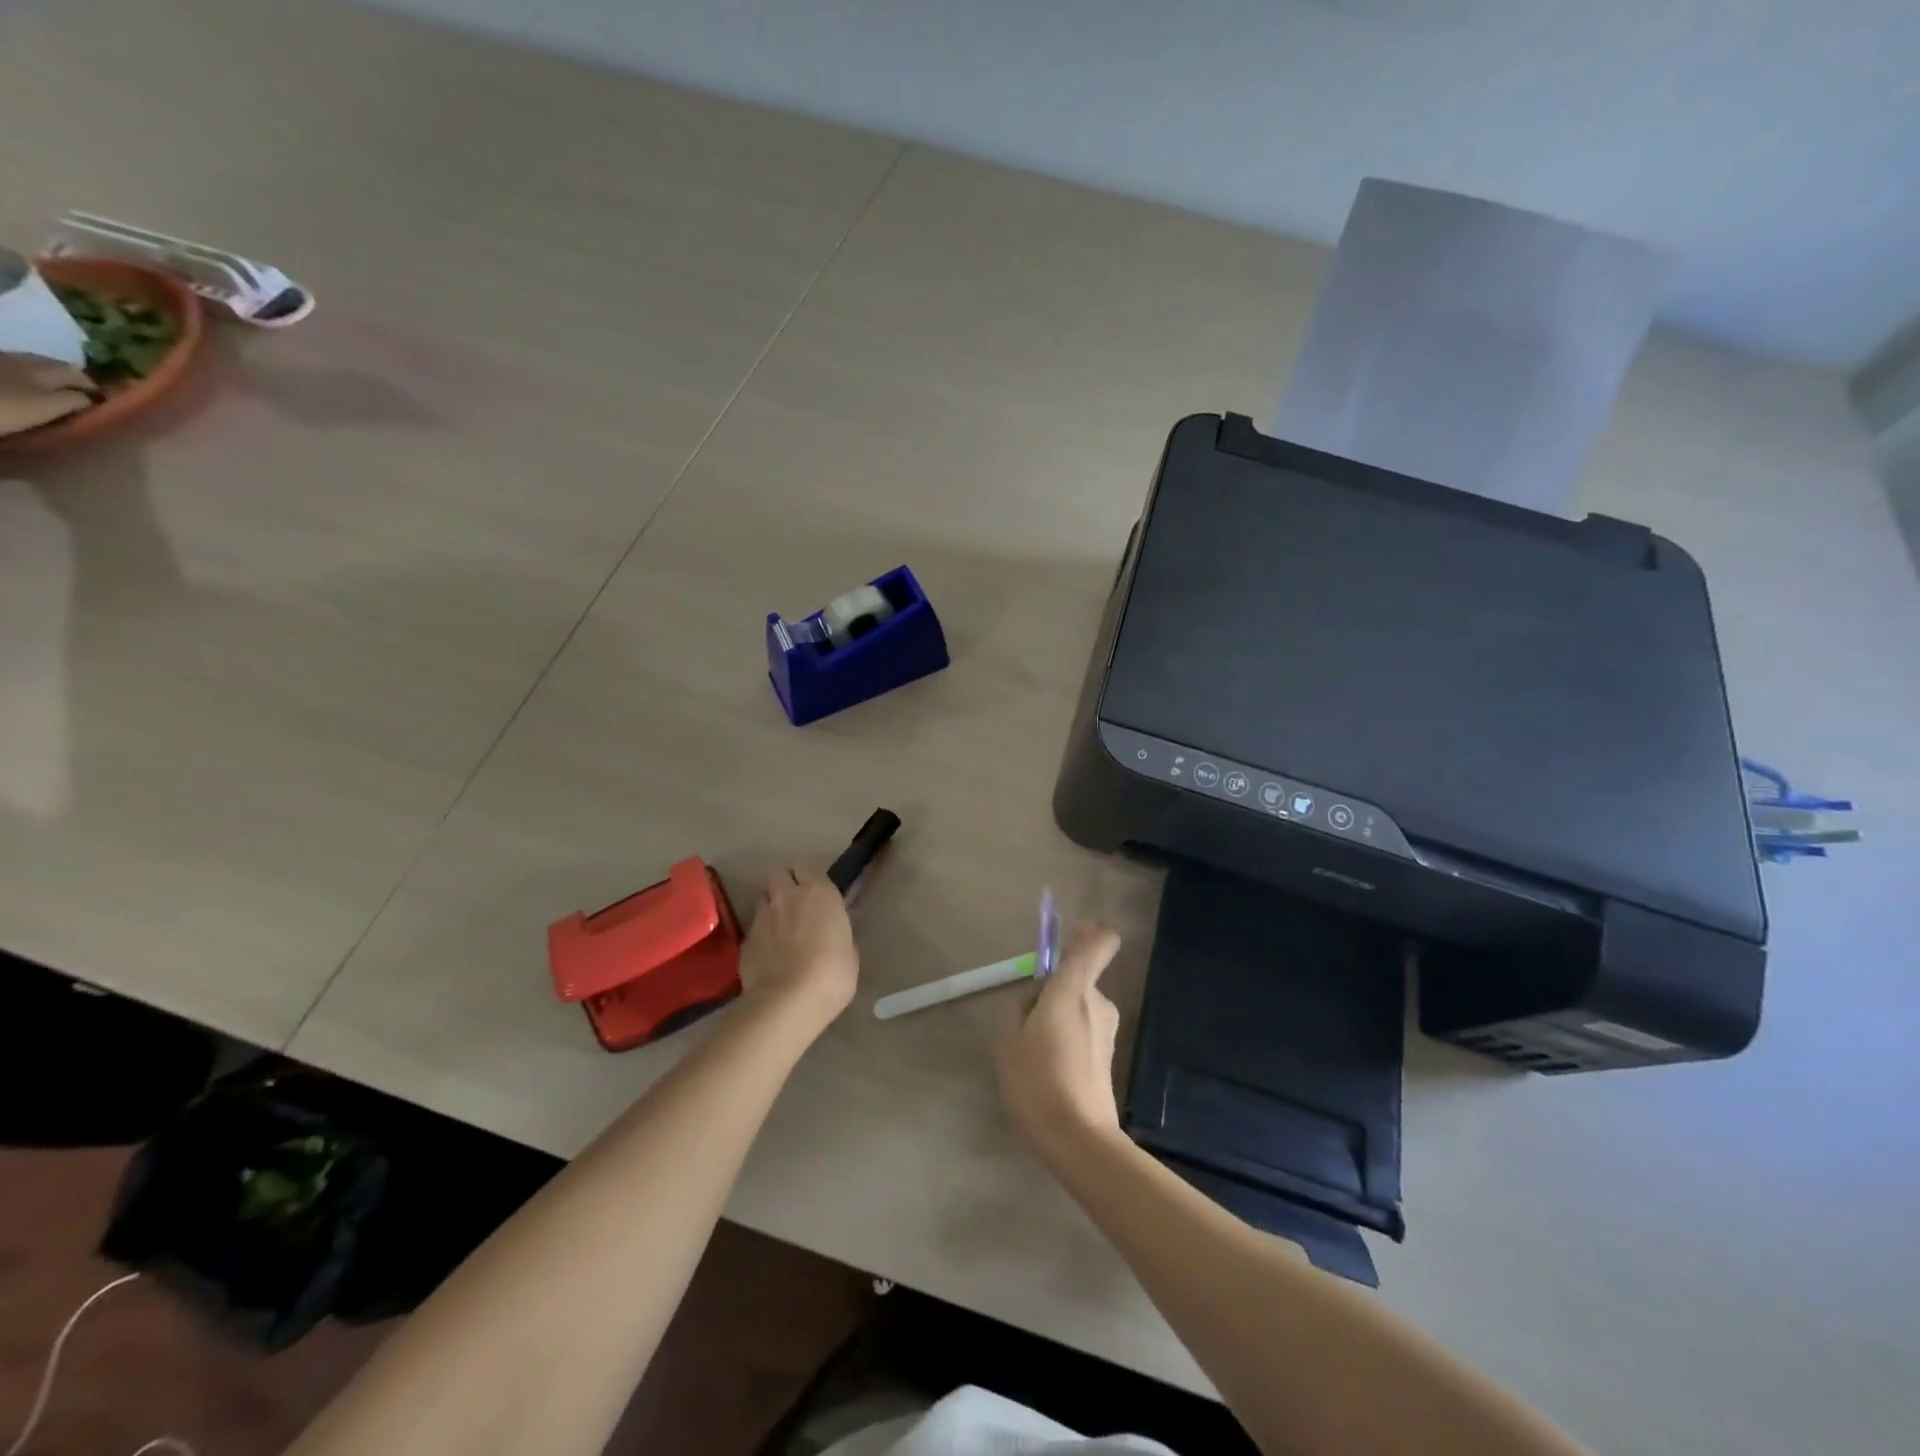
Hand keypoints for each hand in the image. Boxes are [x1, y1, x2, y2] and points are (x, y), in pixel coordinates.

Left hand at [738, 866, 858, 1037]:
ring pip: (763, 898)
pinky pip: (754, 927)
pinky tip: (770, 953)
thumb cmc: (832, 974)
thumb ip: (841, 934)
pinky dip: (761, 934)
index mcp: (819, 892)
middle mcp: (787, 896)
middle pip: (779, 873)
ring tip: (780, 926)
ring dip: (771, 905)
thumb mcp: (850, 953)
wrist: (787, 1002)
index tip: (818, 889)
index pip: (808, 865)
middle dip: (785, 882)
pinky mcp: (745, 940)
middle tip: (796, 902)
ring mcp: (762, 917)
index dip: (810, 875)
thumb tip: (836, 930)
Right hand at [994, 924, 1123, 1161]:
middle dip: (1057, 988)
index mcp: (1073, 989)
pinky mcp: (1109, 1054)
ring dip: (1061, 1015)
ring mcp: (1108, 1029)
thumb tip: (1035, 999)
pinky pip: (1085, 1029)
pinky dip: (1068, 1037)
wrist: (1077, 1137)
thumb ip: (1020, 1007)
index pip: (1099, 944)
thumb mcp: (1008, 1038)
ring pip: (1081, 1006)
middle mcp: (1098, 1001)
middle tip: (1028, 1017)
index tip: (1074, 936)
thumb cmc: (1036, 1079)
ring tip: (1034, 1050)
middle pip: (1081, 977)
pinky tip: (1049, 1069)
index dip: (1091, 934)